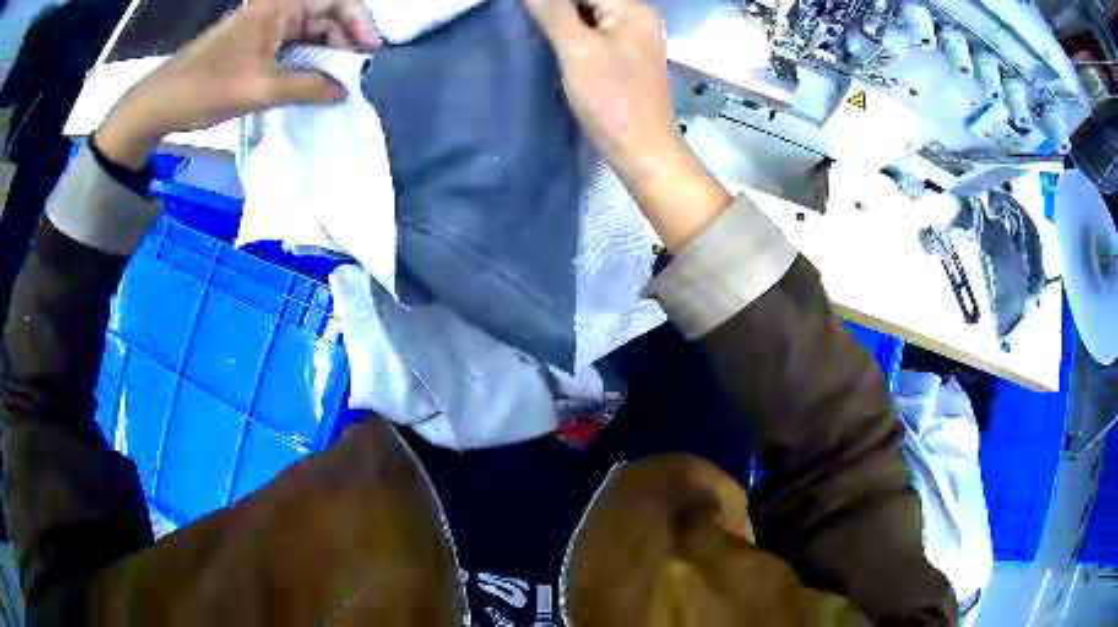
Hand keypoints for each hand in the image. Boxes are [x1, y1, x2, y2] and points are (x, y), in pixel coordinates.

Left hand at [97, 0, 378, 167]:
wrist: (161, 102)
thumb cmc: (208, 87)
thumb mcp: (261, 89)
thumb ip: (308, 87)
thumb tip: (344, 91)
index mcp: (280, 4)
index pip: (335, 1)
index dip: (359, 23)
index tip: (370, 52)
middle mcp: (275, 7)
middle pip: (324, 14)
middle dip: (343, 40)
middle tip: (353, 71)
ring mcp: (262, 24)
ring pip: (307, 31)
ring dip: (323, 53)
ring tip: (334, 80)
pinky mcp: (252, 42)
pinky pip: (289, 45)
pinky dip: (303, 61)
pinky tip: (309, 80)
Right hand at [523, 0, 731, 250]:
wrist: (641, 150)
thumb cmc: (612, 99)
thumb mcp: (576, 49)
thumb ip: (552, 10)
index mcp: (632, 8)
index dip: (549, 0)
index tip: (524, 10)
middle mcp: (637, 17)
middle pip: (586, 1)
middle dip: (554, 7)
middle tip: (526, 20)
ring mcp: (632, 38)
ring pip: (587, 15)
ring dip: (559, 20)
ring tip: (532, 30)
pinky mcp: (624, 57)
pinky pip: (592, 33)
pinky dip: (570, 34)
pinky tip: (551, 44)